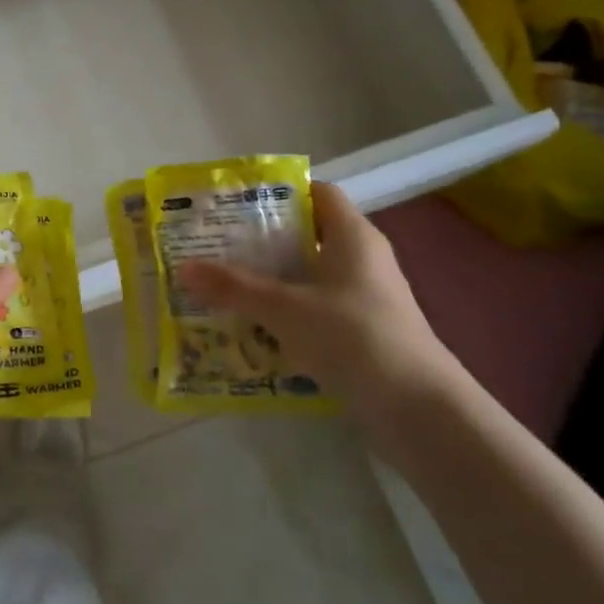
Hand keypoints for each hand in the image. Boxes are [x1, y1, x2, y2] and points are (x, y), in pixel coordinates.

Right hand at [178, 183, 471, 456]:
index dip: (279, 193)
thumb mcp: (284, 308)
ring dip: (271, 280)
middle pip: (307, 235)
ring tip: (224, 285)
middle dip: (262, 241)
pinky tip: (252, 328)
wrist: (419, 411)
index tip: (235, 203)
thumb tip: (184, 267)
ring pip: (309, 276)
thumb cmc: (354, 337)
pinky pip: (316, 310)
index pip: (318, 194)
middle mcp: (362, 260)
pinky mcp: (363, 332)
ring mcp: (365, 298)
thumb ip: (234, 287)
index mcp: (353, 236)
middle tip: (216, 245)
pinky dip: (286, 313)